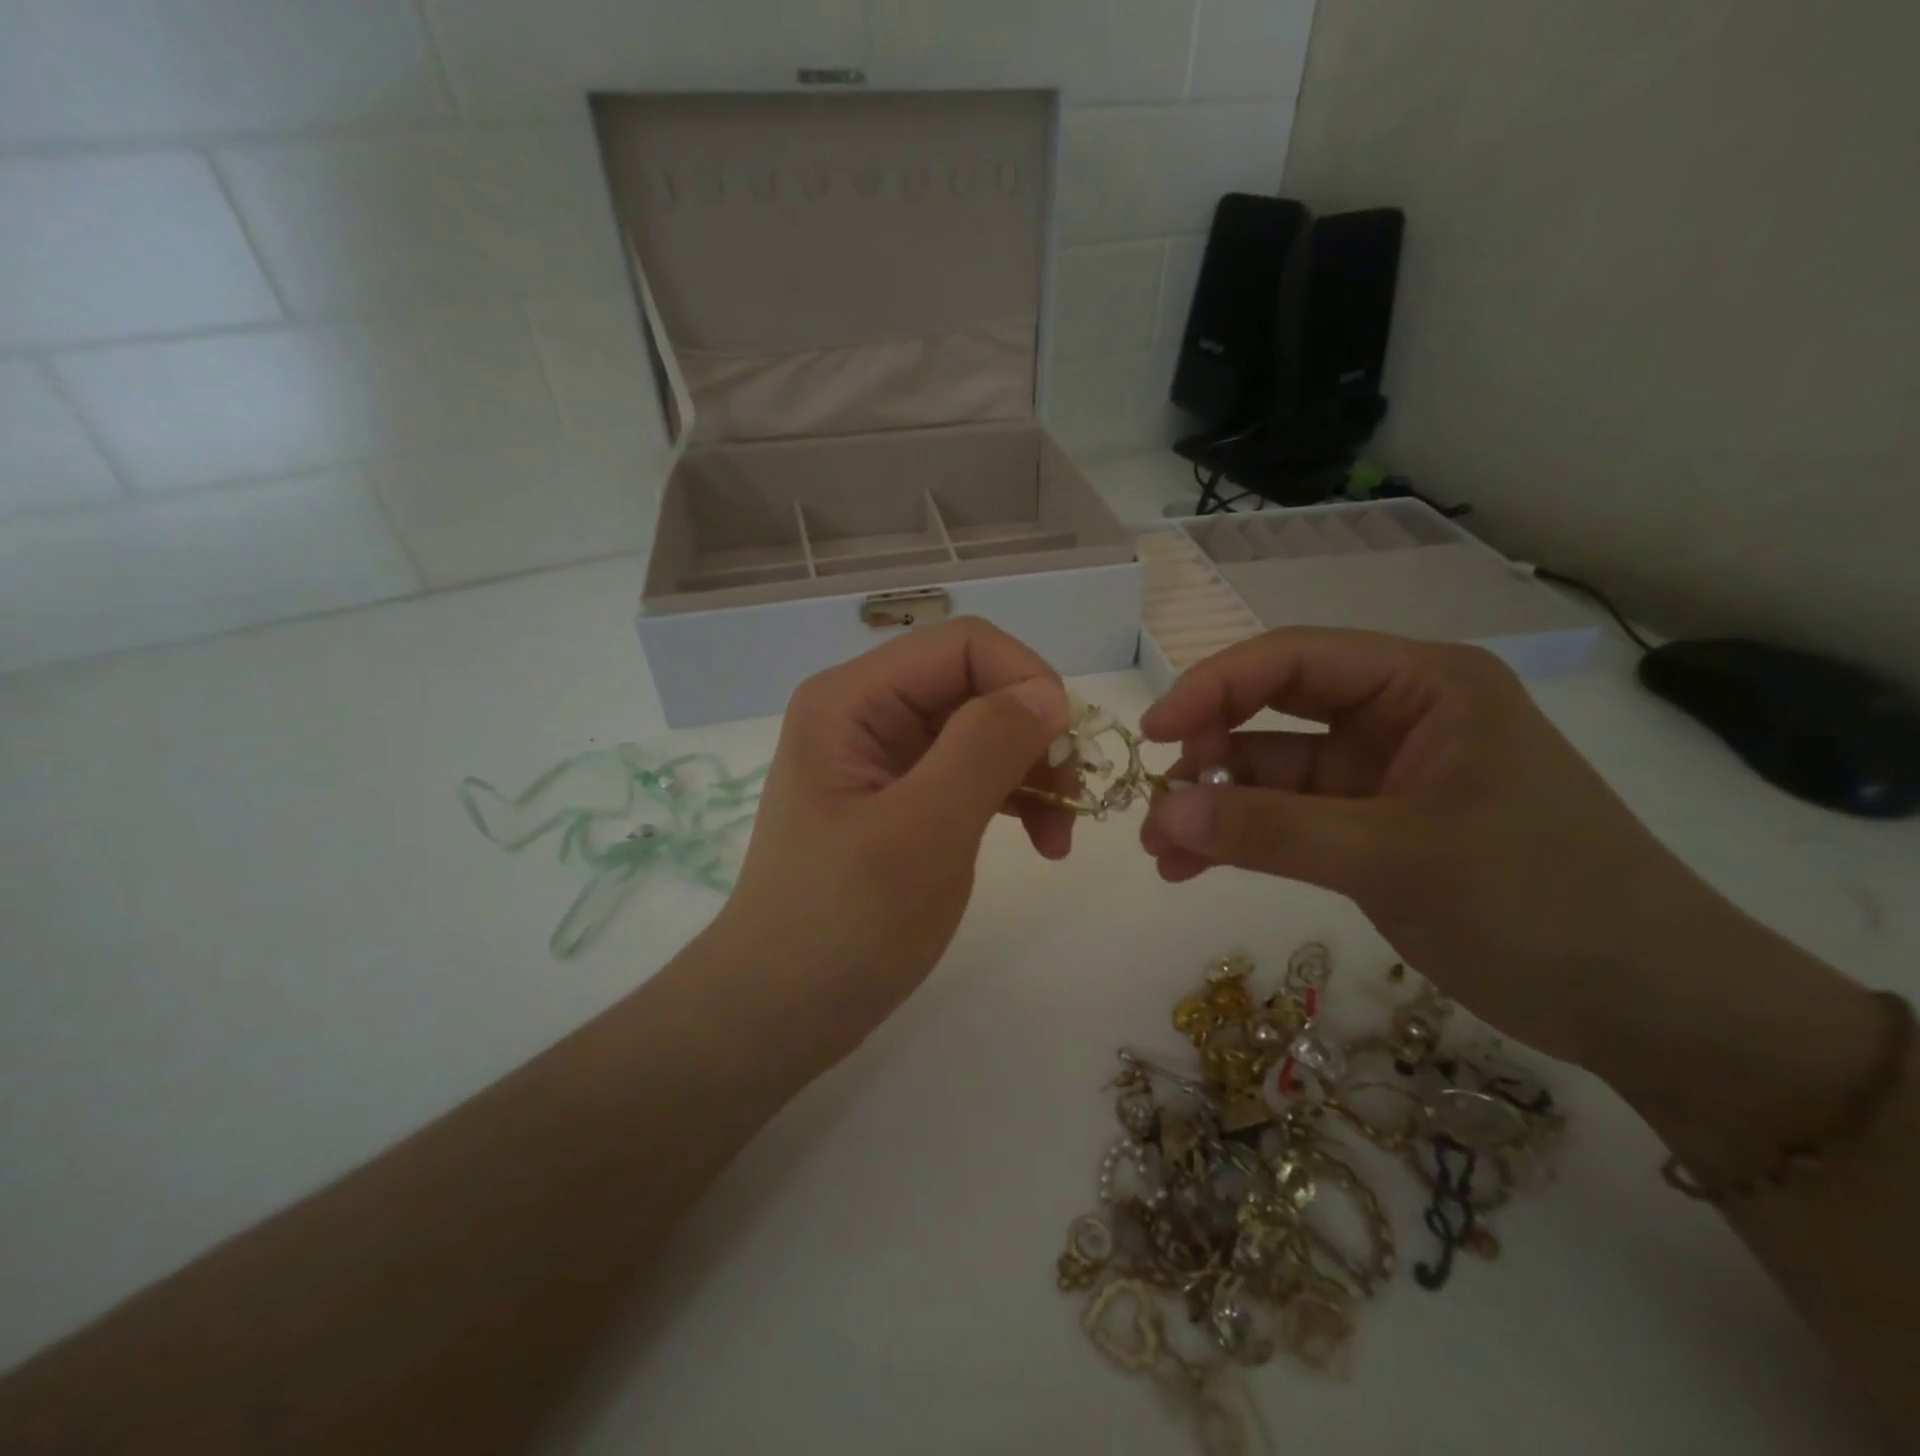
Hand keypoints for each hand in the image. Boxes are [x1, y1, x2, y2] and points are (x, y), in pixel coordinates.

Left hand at [704, 619, 1071, 1064]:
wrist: (780, 1012)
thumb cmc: (843, 925)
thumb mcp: (924, 831)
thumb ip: (986, 747)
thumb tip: (1049, 692)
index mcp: (853, 700)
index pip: (963, 644)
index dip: (1026, 679)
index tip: (1067, 749)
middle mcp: (865, 713)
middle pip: (975, 684)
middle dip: (1034, 732)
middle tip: (1072, 800)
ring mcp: (882, 757)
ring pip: (981, 729)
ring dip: (1031, 770)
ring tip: (1059, 836)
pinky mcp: (899, 798)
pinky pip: (969, 773)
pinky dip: (1011, 798)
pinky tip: (1040, 841)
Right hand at [1137, 628, 1729, 1066]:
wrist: (1655, 1012)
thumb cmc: (1541, 906)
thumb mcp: (1393, 859)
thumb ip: (1269, 831)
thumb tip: (1160, 811)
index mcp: (1424, 685)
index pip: (1294, 658)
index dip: (1213, 687)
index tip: (1153, 734)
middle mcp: (1400, 716)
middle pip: (1274, 711)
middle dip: (1208, 754)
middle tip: (1155, 806)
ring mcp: (1384, 775)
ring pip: (1272, 771)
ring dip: (1215, 806)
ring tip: (1163, 853)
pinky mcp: (1375, 827)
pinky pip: (1288, 818)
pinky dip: (1241, 837)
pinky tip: (1194, 867)